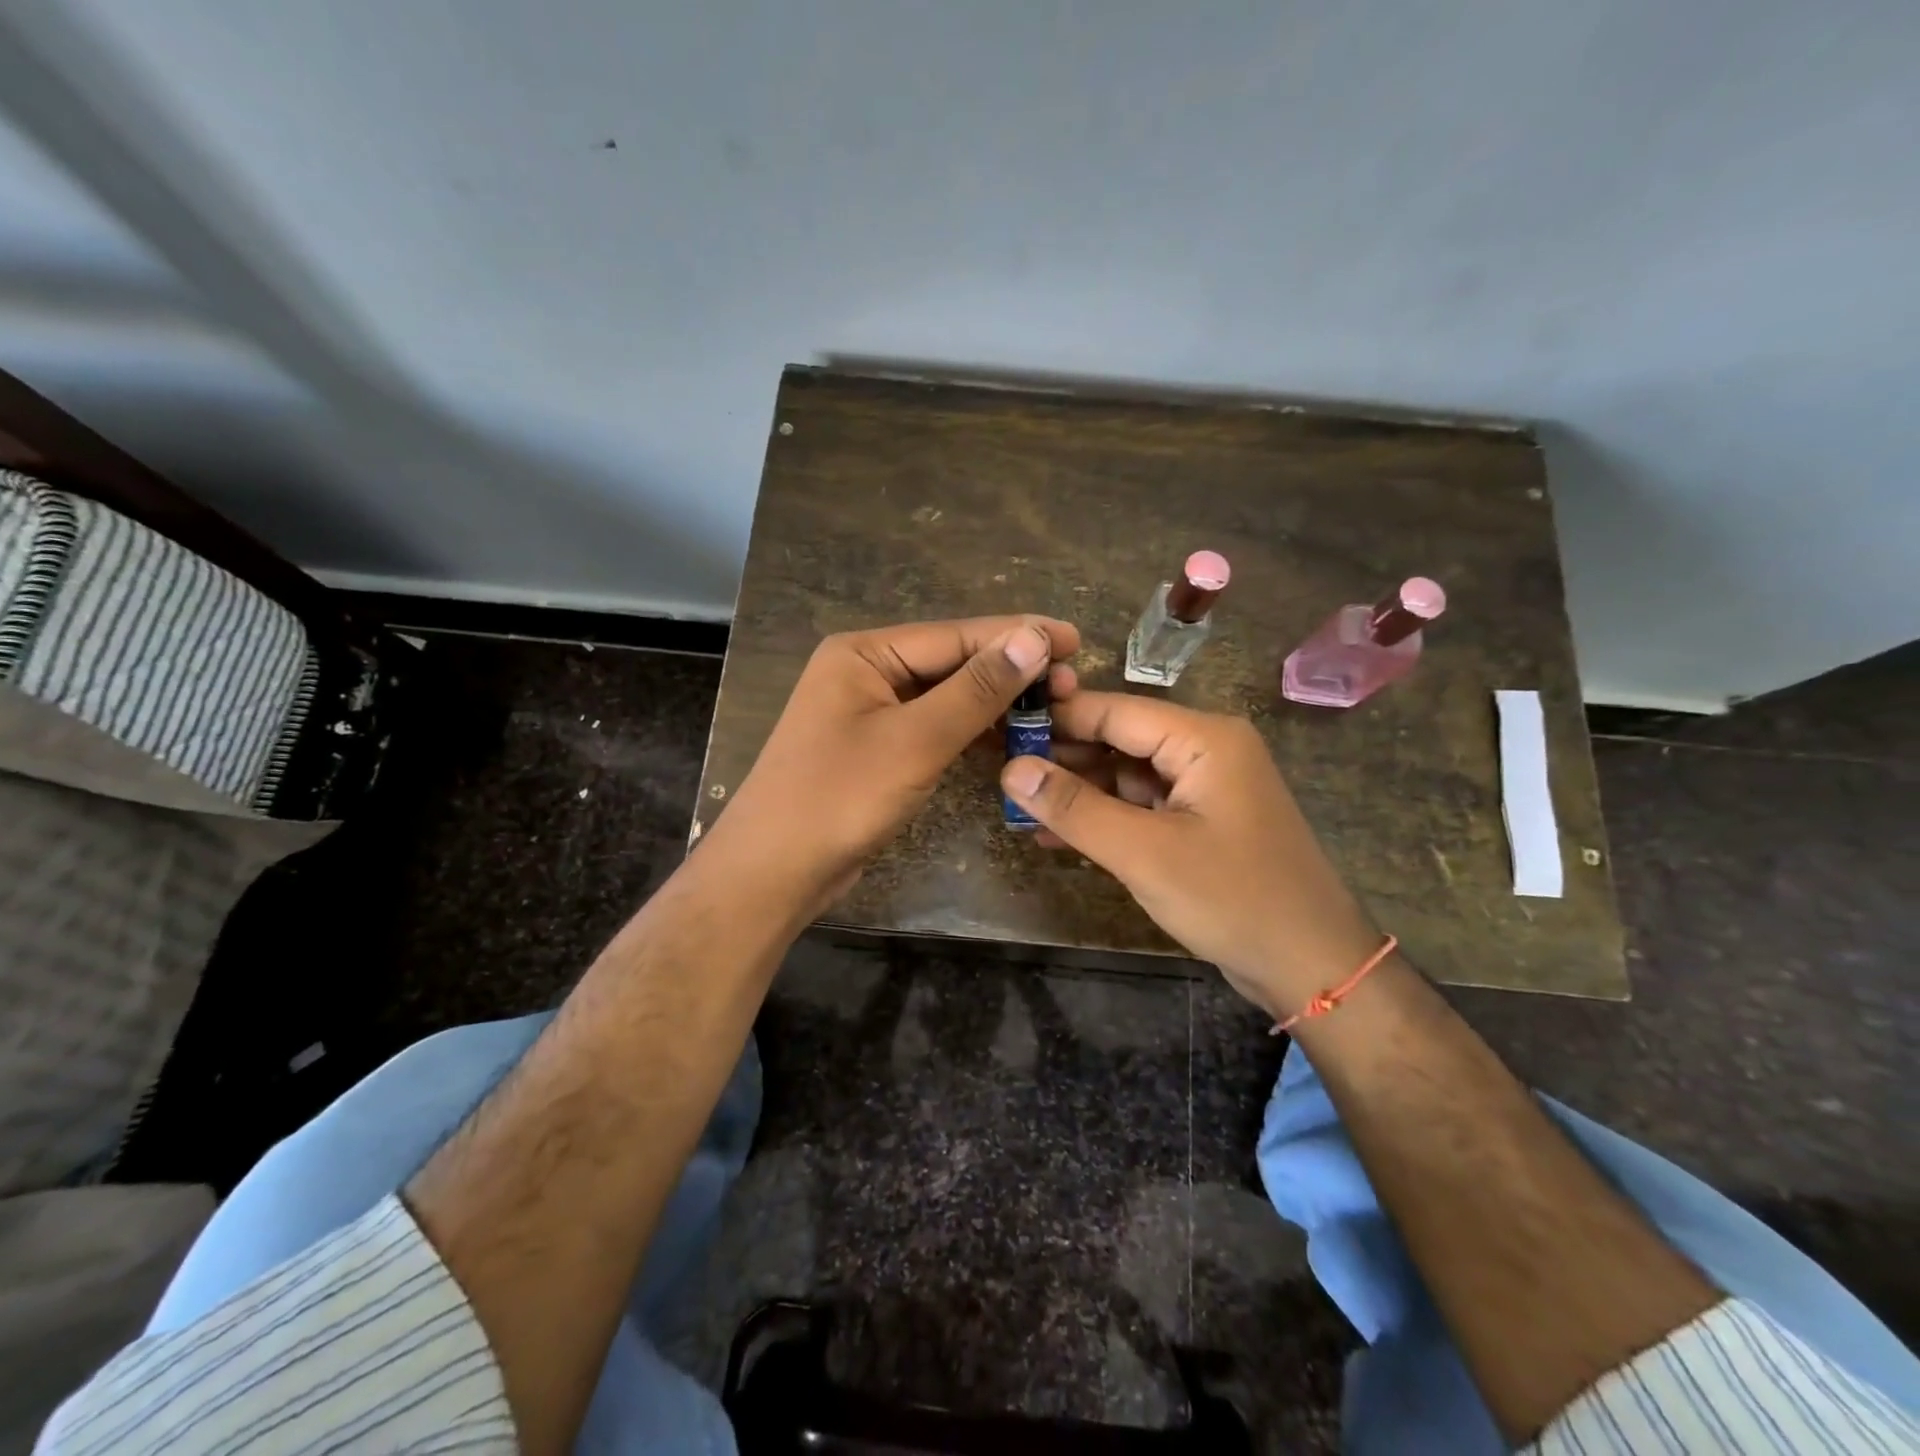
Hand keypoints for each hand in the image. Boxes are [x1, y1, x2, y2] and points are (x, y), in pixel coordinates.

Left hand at [710, 616, 1079, 911]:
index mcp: (864, 653)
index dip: (1018, 637)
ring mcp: (872, 713)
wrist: (774, 872)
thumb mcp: (915, 741)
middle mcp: (867, 672)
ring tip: (1053, 708)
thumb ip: (976, 689)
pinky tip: (1011, 737)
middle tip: (1072, 683)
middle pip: (952, 663)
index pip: (955, 635)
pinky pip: (935, 728)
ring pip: (947, 698)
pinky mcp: (879, 750)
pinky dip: (972, 732)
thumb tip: (1033, 638)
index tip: (1075, 640)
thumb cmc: (838, 798)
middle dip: (1011, 672)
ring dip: (996, 704)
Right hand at [999, 691, 1378, 1017]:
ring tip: (1016, 808)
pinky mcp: (1199, 822)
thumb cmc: (1233, 899)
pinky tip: (1053, 835)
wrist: (1312, 968)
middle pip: (1118, 740)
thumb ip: (1075, 807)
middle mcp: (1205, 750)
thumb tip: (1011, 769)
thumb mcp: (1144, 853)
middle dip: (1061, 758)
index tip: (998, 728)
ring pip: (1124, 776)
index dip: (1055, 718)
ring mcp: (1203, 788)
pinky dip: (1102, 819)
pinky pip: (1140, 807)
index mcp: (1203, 738)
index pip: (1113, 711)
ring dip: (1076, 793)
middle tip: (998, 773)